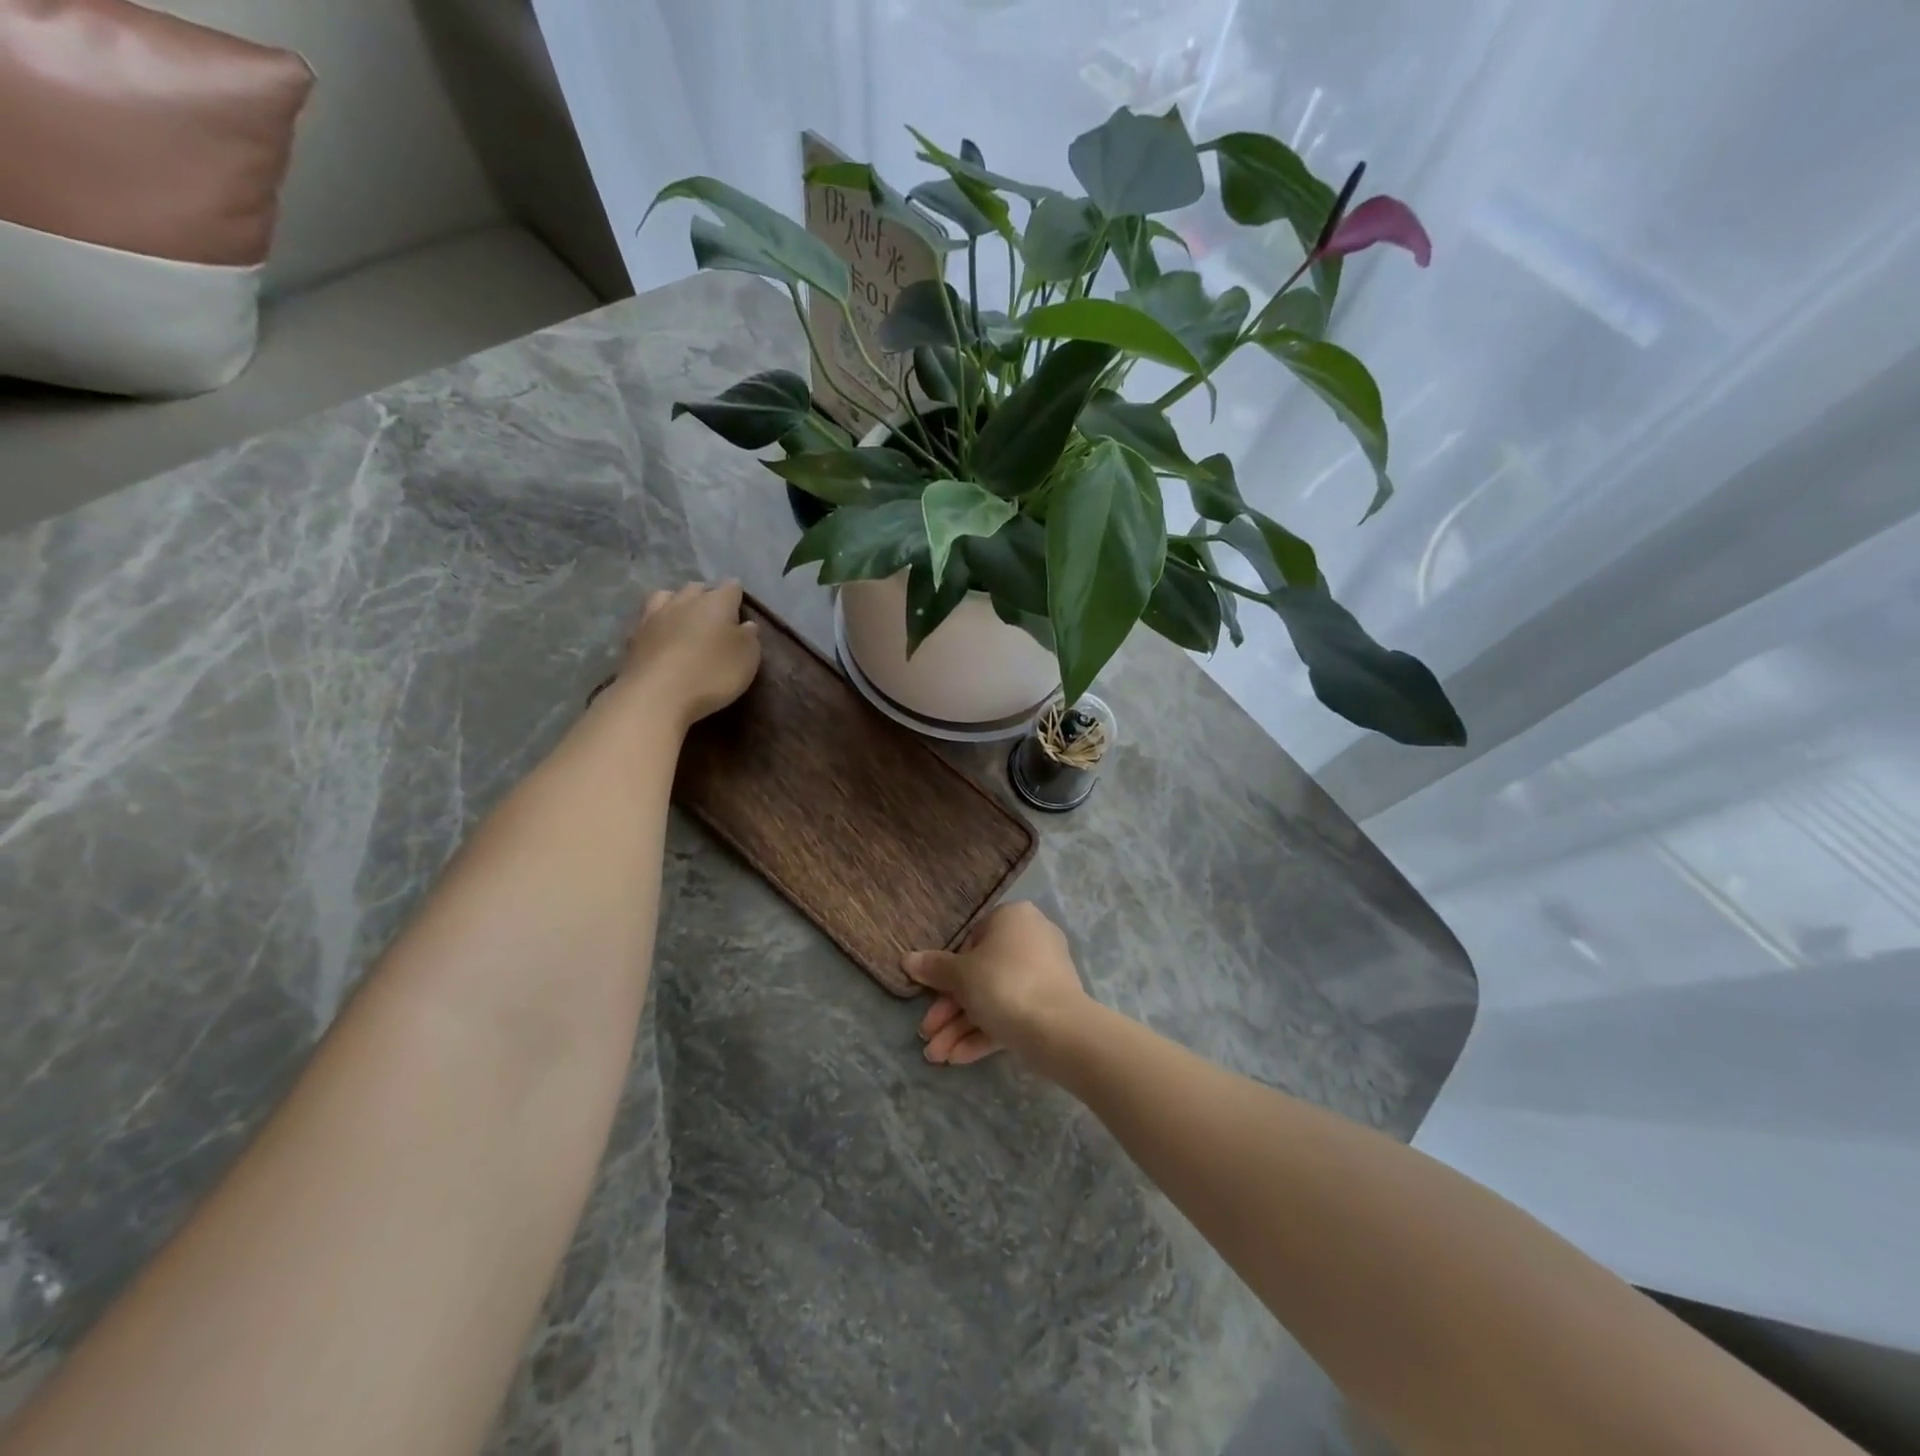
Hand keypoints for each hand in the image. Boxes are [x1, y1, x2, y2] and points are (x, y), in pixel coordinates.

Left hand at [617, 580, 760, 728]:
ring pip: (667, 596)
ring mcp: (655, 616)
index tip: (742, 607)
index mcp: (716, 602)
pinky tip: (661, 634)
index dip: (737, 595)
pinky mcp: (634, 636)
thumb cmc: (712, 674)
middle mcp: (684, 601)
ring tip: (683, 616)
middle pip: (697, 588)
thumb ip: (749, 637)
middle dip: (707, 595)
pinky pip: (648, 619)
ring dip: (677, 602)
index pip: (731, 588)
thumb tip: (746, 624)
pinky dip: (657, 622)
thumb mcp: (747, 658)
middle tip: (715, 613)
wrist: (656, 696)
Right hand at [904, 901, 1088, 1066]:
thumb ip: (934, 968)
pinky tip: (958, 1059)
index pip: (971, 940)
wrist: (1057, 1029)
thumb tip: (907, 959)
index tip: (928, 994)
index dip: (947, 971)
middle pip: (980, 975)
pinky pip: (1011, 1015)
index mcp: (1013, 919)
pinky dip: (984, 1034)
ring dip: (961, 1027)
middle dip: (949, 1010)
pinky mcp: (1049, 1007)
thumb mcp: (961, 974)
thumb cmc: (1003, 983)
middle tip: (927, 1035)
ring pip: (993, 999)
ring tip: (936, 1057)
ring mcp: (1043, 975)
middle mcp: (1031, 940)